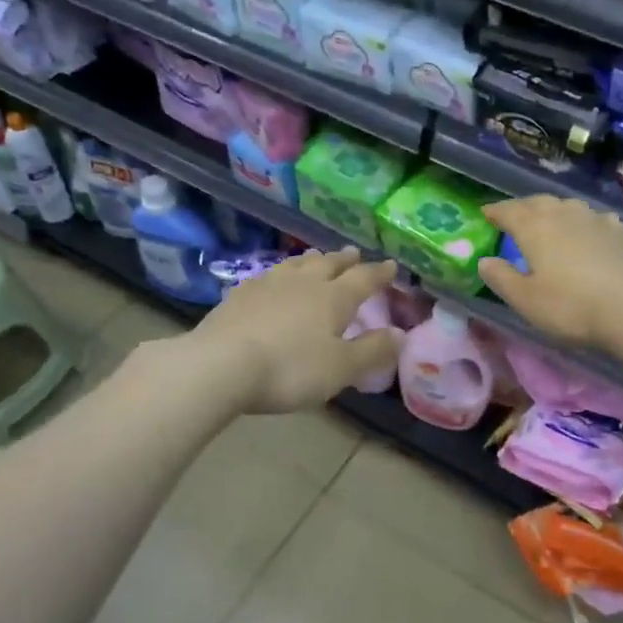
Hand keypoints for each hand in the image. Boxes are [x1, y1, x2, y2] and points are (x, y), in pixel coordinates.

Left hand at [192, 248, 400, 413]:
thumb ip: (372, 350)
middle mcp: (303, 282)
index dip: (379, 273)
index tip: (391, 265)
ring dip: (312, 260)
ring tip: (318, 257)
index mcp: (333, 298)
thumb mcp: (341, 368)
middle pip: (329, 265)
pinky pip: (269, 275)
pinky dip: (281, 273)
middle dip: (345, 260)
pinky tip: (275, 279)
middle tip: (354, 253)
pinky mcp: (240, 294)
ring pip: (297, 265)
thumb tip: (401, 334)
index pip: (363, 279)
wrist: (221, 365)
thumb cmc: (290, 369)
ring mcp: (268, 284)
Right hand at [478, 196, 622, 350]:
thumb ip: (501, 278)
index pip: (508, 211)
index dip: (495, 211)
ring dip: (554, 211)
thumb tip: (485, 261)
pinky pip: (595, 219)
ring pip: (568, 206)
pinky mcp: (622, 232)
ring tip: (549, 222)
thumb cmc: (571, 306)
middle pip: (538, 203)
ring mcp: (597, 220)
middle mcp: (564, 214)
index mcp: (535, 227)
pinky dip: (583, 222)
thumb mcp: (525, 300)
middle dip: (523, 208)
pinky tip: (588, 232)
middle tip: (514, 218)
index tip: (485, 213)